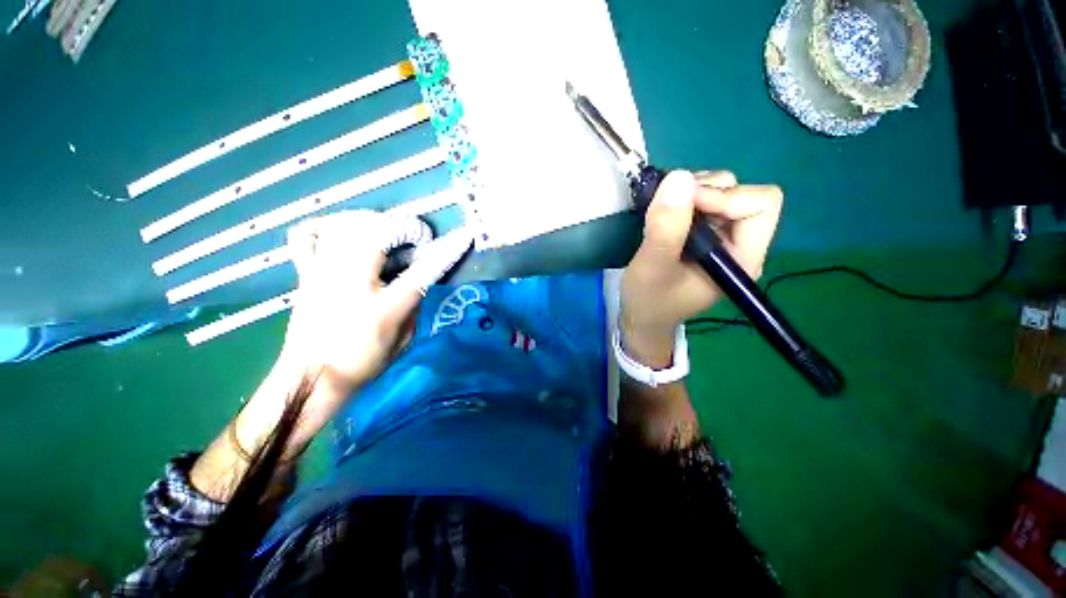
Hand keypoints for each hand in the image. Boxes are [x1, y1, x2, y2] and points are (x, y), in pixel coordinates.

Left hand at [279, 210, 472, 396]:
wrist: (311, 379)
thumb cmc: (363, 363)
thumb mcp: (404, 339)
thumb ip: (414, 305)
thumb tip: (418, 278)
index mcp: (384, 308)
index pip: (422, 272)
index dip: (445, 252)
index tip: (462, 237)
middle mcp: (351, 284)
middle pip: (378, 234)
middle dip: (404, 227)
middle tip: (416, 237)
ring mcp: (323, 275)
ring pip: (345, 226)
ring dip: (372, 221)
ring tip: (386, 231)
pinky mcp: (305, 274)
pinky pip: (306, 235)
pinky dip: (325, 225)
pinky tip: (342, 230)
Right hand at [620, 170, 782, 365]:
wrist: (642, 318)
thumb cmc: (650, 301)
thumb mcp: (653, 266)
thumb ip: (666, 227)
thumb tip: (678, 177)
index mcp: (743, 257)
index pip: (760, 205)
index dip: (724, 196)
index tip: (683, 203)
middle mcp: (739, 243)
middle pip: (741, 193)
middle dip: (705, 191)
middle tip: (668, 205)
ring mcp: (721, 238)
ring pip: (721, 192)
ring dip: (691, 192)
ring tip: (662, 209)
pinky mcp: (704, 236)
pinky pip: (702, 201)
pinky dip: (682, 198)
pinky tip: (663, 213)